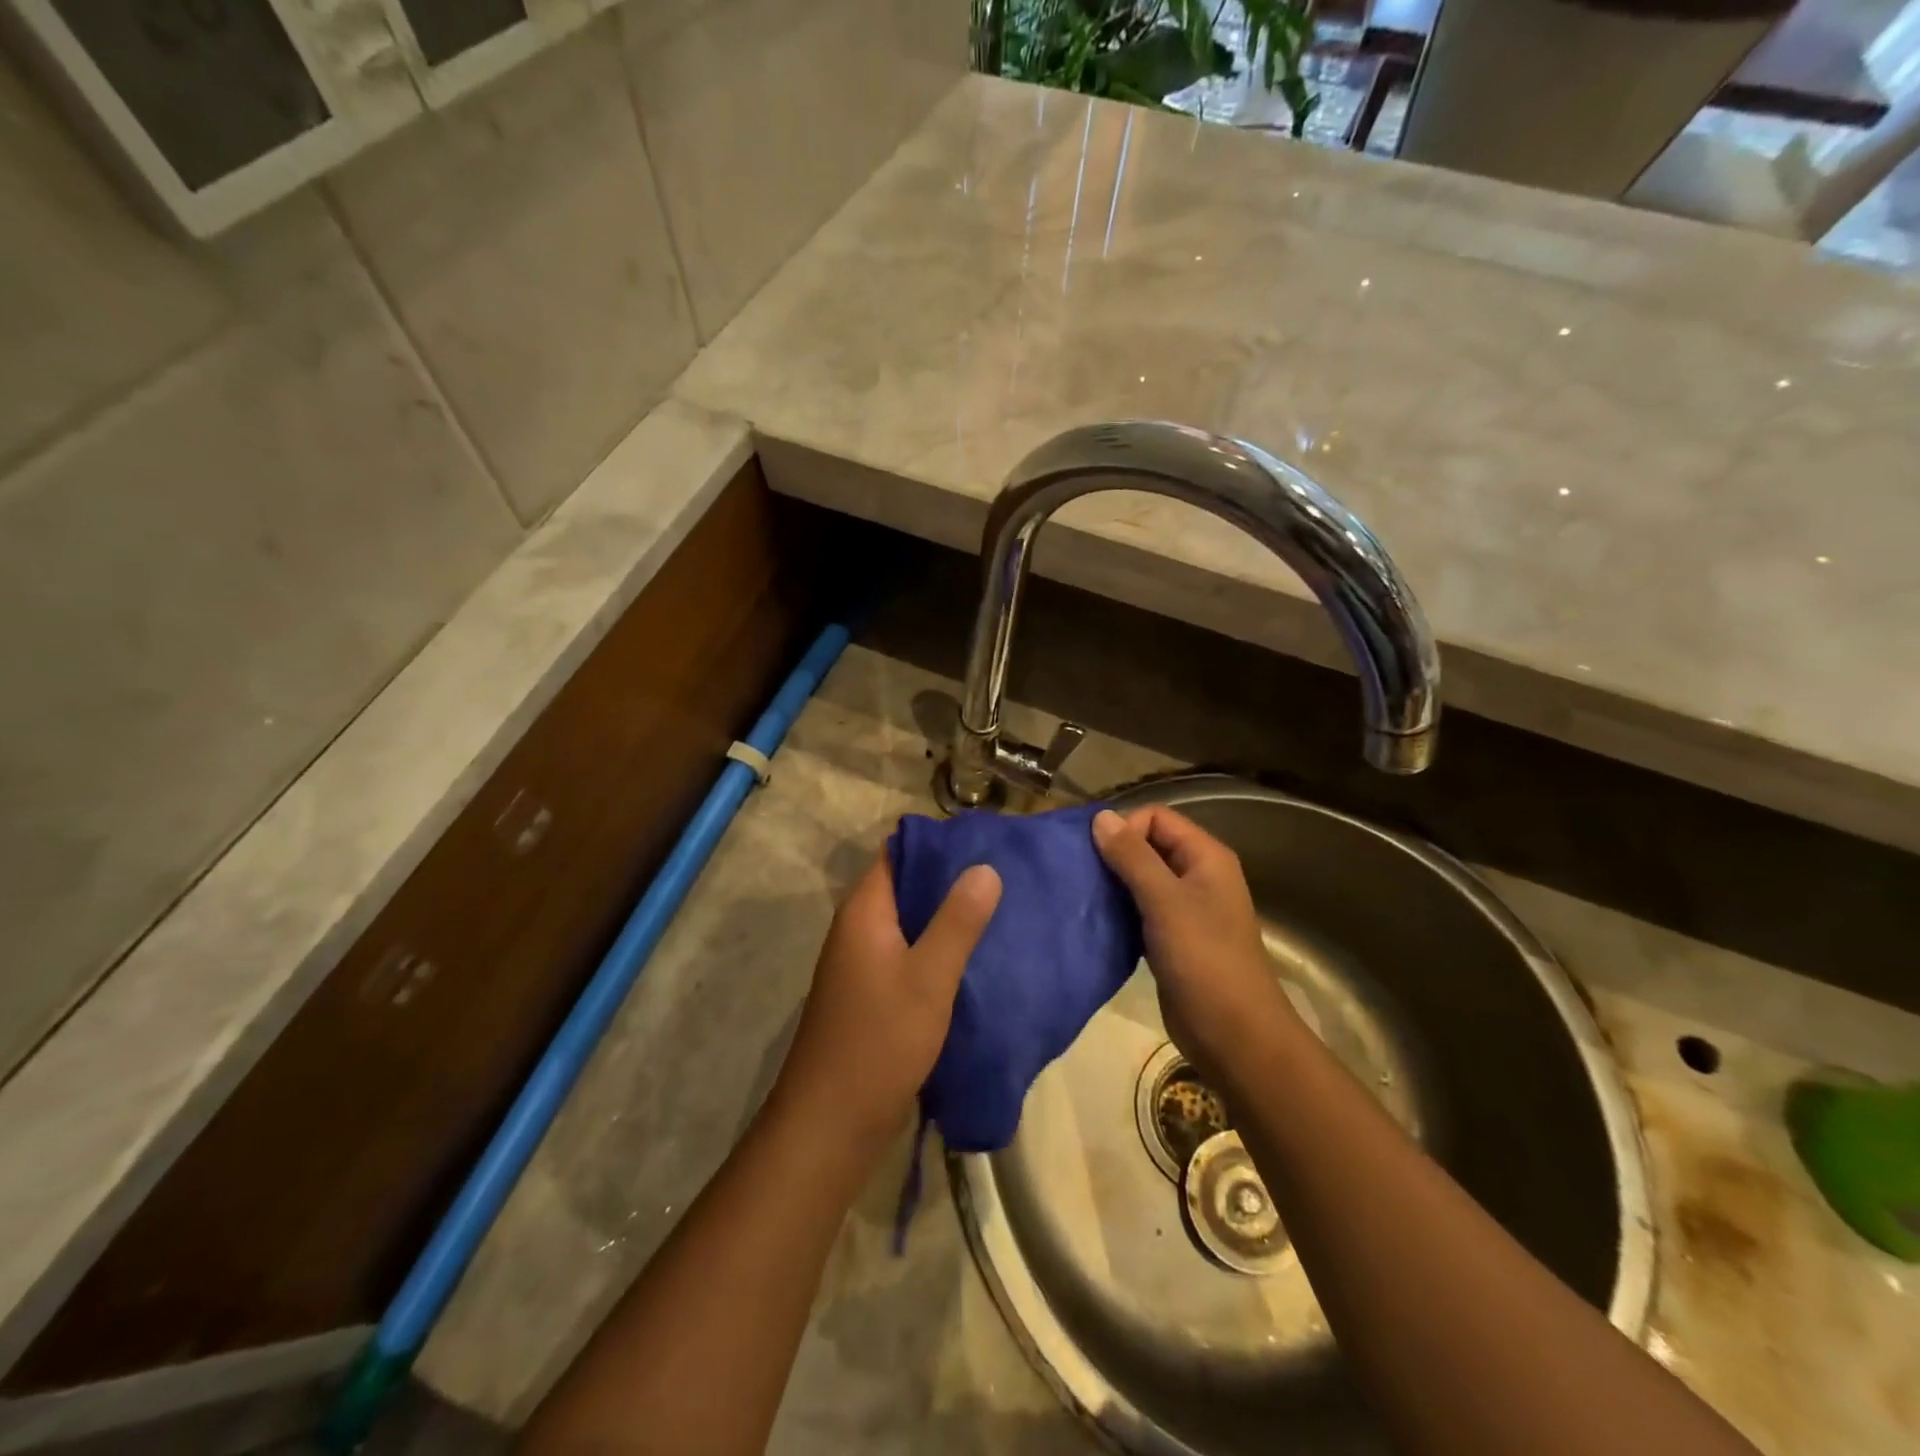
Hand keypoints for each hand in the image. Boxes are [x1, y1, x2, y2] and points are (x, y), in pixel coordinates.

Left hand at [770, 854, 1001, 1163]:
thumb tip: (985, 867)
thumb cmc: (879, 1042)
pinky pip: (908, 954)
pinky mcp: (871, 994)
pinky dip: (938, 949)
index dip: (939, 844)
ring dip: (947, 917)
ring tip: (999, 910)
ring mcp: (862, 963)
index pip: (899, 853)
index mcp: (864, 912)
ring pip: (910, 923)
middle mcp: (858, 929)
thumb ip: (957, 921)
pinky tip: (975, 957)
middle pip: (906, 886)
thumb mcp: (928, 978)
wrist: (831, 1124)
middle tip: (1004, 876)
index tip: (985, 843)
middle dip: (951, 880)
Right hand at [1091, 806, 1299, 1084]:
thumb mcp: (1165, 902)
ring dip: (1112, 884)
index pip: (1156, 817)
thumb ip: (1132, 857)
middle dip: (1113, 855)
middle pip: (1147, 845)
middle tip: (1079, 875)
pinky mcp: (1171, 939)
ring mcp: (1185, 909)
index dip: (1125, 829)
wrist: (1234, 1035)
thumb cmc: (1204, 960)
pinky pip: (1139, 910)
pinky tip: (1095, 922)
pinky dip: (1118, 911)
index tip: (1095, 856)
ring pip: (1140, 879)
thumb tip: (1100, 816)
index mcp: (1205, 857)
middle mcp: (1197, 876)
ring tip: (1081, 897)